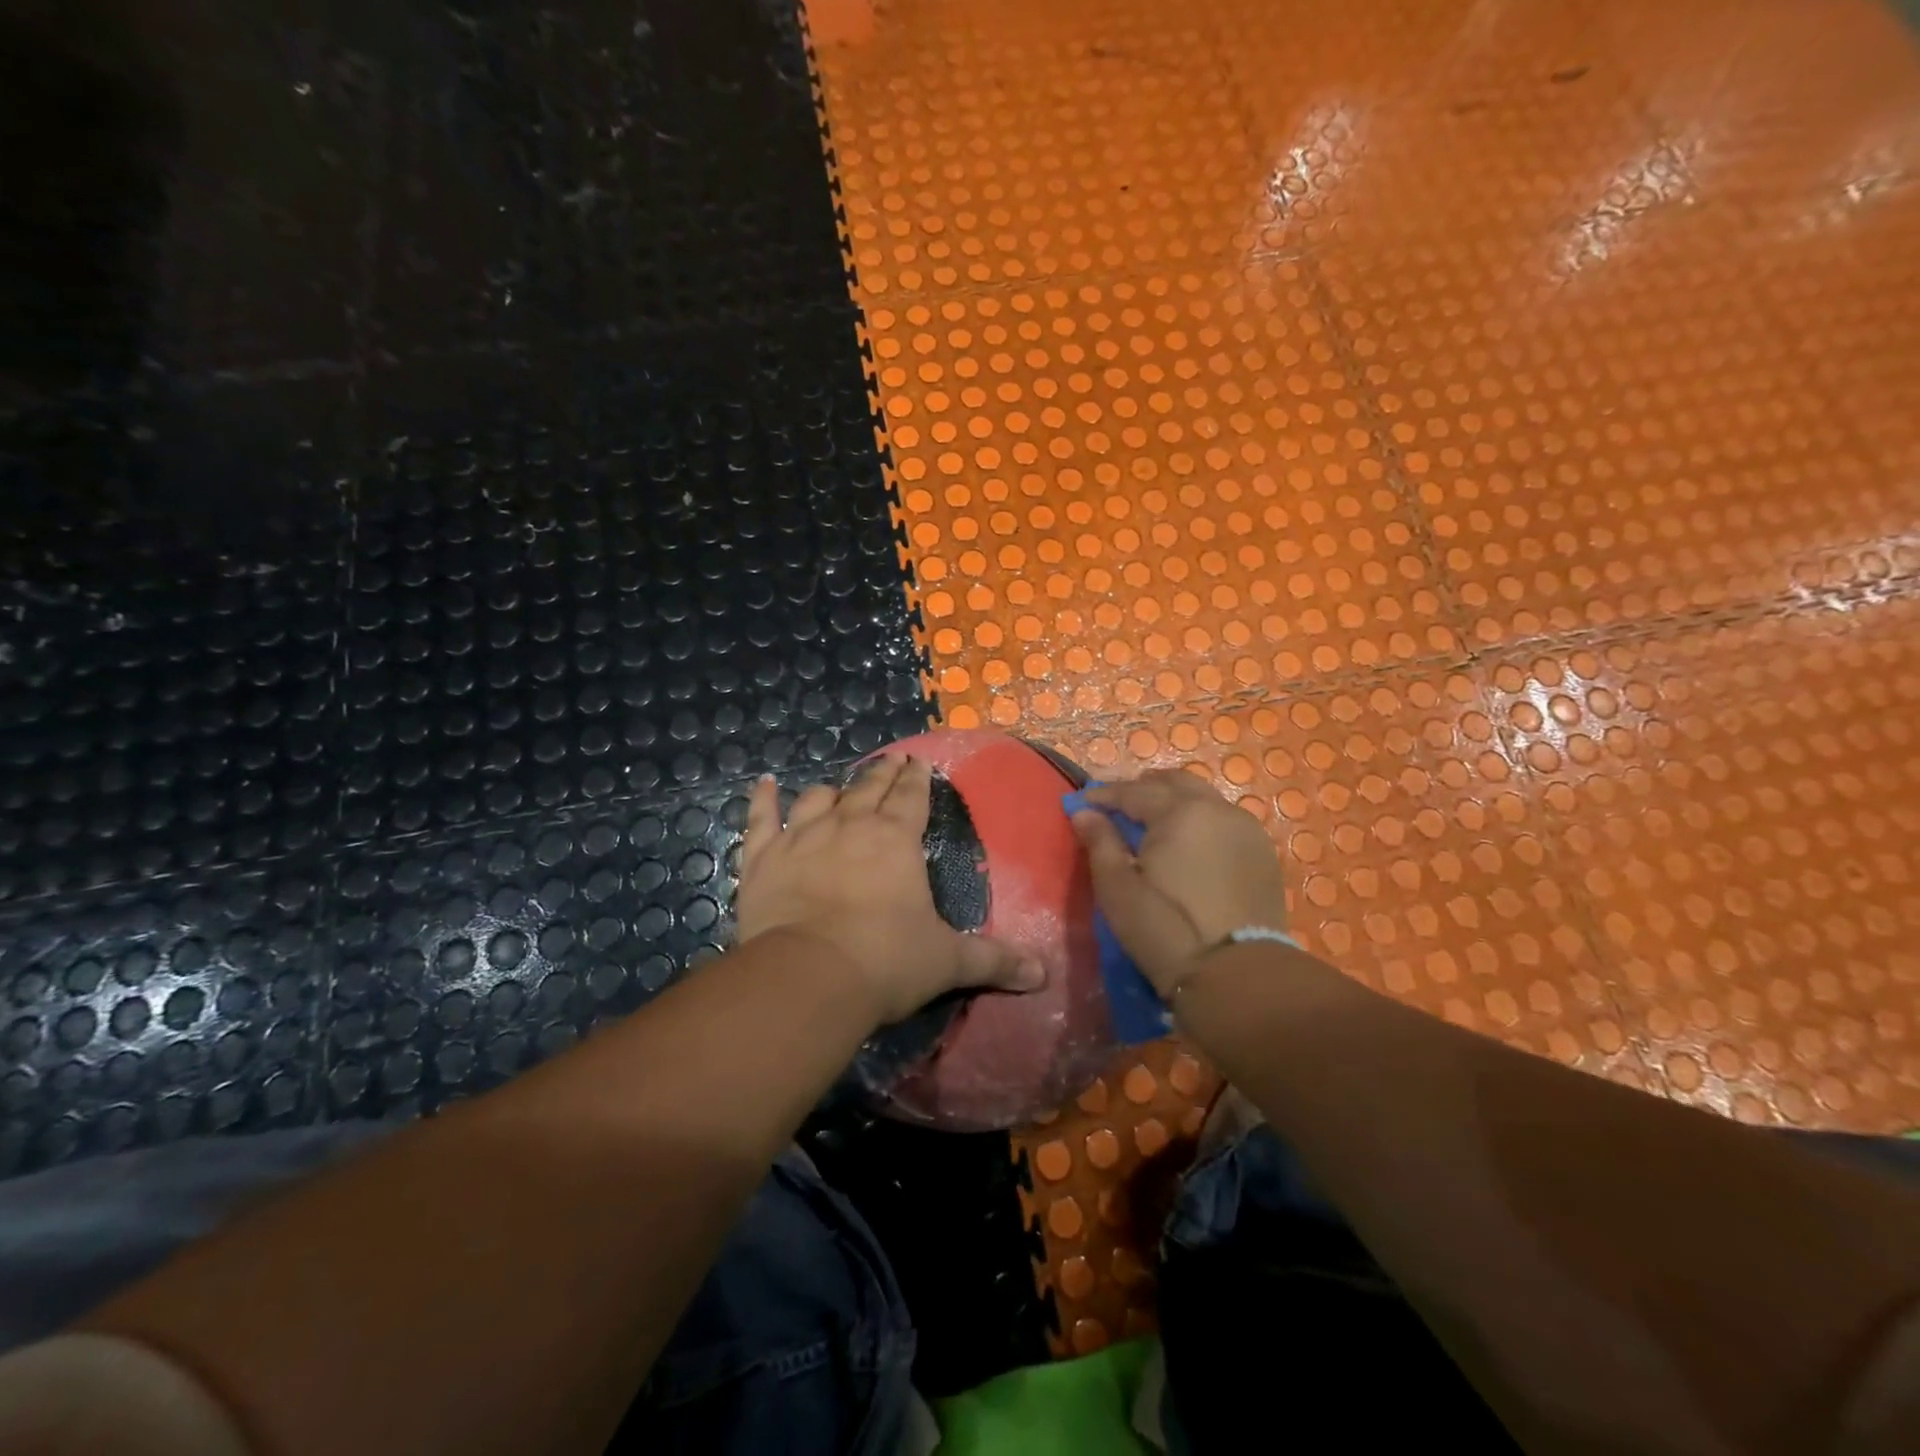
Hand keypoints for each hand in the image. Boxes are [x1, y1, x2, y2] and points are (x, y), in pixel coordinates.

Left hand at [736, 756, 1044, 1025]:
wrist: (809, 976)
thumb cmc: (885, 961)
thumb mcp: (947, 962)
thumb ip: (994, 961)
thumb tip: (1043, 974)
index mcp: (896, 840)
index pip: (912, 797)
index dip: (917, 779)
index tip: (918, 763)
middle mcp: (850, 826)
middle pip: (869, 788)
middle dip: (882, 773)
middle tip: (890, 761)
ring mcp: (801, 836)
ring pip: (818, 798)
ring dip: (832, 790)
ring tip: (838, 787)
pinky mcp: (762, 858)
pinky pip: (760, 819)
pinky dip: (762, 800)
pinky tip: (763, 784)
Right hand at [1070, 769, 1288, 995]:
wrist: (1235, 974)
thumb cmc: (1165, 929)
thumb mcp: (1117, 888)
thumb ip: (1100, 842)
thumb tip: (1084, 812)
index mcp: (1180, 812)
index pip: (1134, 791)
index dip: (1104, 795)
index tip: (1082, 802)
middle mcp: (1217, 809)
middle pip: (1175, 782)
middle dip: (1143, 788)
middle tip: (1118, 806)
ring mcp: (1246, 829)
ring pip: (1204, 798)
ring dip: (1174, 801)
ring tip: (1151, 822)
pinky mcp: (1263, 853)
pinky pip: (1225, 820)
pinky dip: (1201, 819)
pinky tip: (1188, 842)